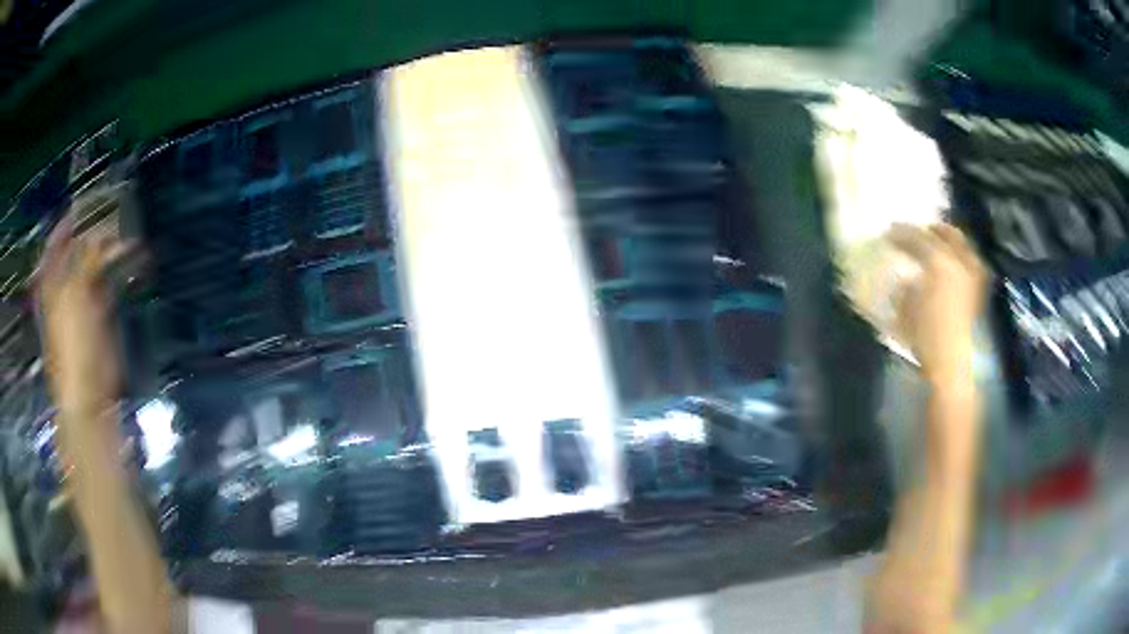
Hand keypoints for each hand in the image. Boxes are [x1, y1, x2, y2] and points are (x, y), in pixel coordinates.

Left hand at [35, 216, 133, 412]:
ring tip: (129, 234)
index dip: (69, 222)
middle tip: (115, 213)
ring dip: (111, 249)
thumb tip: (103, 230)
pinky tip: (135, 259)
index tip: (86, 202)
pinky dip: (121, 269)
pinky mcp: (101, 314)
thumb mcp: (75, 295)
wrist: (88, 393)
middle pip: (78, 249)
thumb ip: (87, 259)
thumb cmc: (73, 345)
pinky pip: (110, 282)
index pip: (57, 242)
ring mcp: (83, 300)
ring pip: (96, 264)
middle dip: (95, 231)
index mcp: (52, 282)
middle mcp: (66, 285)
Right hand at [889, 223, 987, 388]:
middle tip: (917, 231)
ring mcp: (971, 273)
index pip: (916, 237)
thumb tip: (905, 275)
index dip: (900, 233)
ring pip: (961, 245)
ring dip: (948, 240)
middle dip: (931, 229)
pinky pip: (970, 261)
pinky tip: (952, 264)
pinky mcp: (977, 289)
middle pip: (945, 233)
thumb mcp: (905, 307)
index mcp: (937, 260)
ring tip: (937, 244)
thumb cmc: (924, 335)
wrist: (950, 362)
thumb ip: (905, 285)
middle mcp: (958, 260)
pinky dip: (960, 256)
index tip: (888, 233)